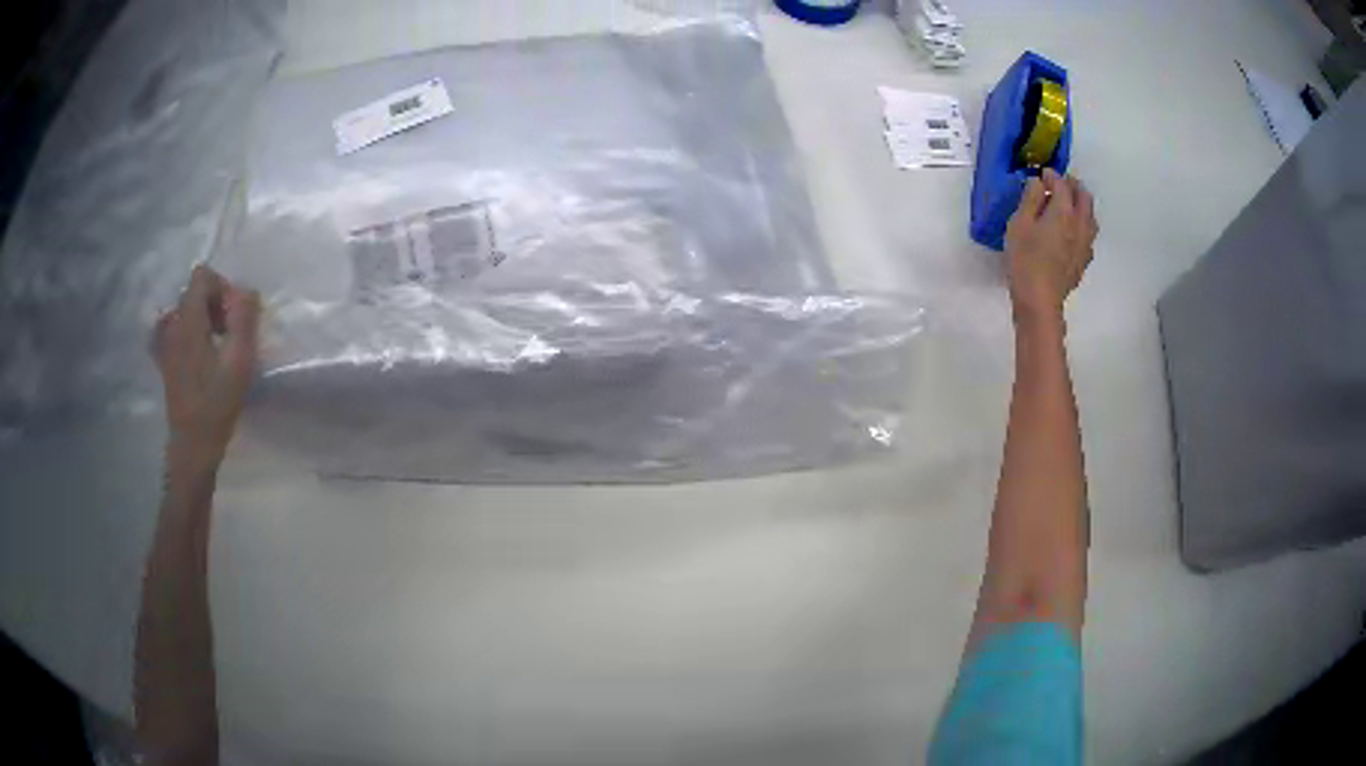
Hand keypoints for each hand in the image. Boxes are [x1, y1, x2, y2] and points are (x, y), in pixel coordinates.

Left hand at [153, 266, 261, 472]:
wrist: (192, 447)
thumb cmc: (217, 406)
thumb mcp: (239, 362)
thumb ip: (244, 319)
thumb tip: (247, 292)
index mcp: (188, 321)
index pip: (203, 276)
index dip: (223, 287)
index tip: (235, 317)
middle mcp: (172, 325)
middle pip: (195, 292)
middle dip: (216, 304)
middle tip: (232, 335)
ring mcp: (166, 344)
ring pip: (187, 311)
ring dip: (206, 319)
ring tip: (220, 347)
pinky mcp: (166, 360)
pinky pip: (179, 329)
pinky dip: (194, 333)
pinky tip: (204, 356)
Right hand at [1005, 168, 1098, 322]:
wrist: (1040, 300)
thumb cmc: (1025, 259)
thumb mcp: (1019, 224)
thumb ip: (1030, 199)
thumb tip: (1038, 182)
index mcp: (1063, 211)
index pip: (1062, 184)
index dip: (1052, 175)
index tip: (1042, 174)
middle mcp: (1080, 223)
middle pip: (1084, 197)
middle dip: (1072, 186)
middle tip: (1059, 185)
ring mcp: (1086, 243)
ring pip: (1091, 216)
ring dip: (1081, 205)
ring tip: (1069, 206)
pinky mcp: (1084, 260)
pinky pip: (1089, 234)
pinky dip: (1083, 224)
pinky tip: (1072, 231)